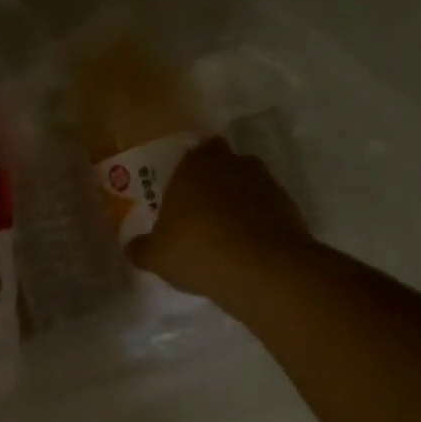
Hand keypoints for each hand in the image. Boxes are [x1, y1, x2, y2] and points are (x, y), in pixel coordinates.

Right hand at [125, 137, 310, 302]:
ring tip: (224, 233)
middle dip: (213, 182)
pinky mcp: (289, 206)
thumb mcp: (157, 256)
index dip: (186, 171)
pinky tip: (246, 248)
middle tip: (199, 211)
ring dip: (237, 201)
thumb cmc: (198, 250)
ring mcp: (265, 182)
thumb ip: (141, 248)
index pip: (191, 152)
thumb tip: (131, 246)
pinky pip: (266, 208)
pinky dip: (258, 221)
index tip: (180, 192)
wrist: (262, 269)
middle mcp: (232, 163)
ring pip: (246, 185)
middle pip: (222, 164)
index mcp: (194, 164)